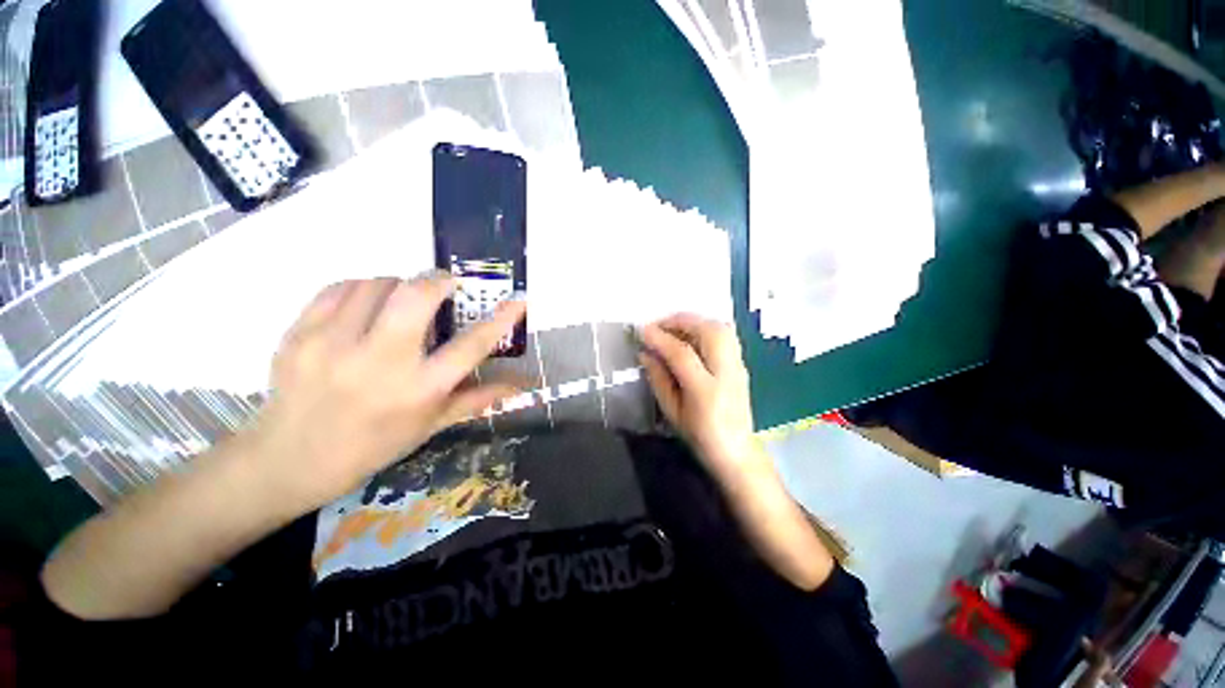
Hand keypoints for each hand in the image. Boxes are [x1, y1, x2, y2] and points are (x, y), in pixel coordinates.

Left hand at [239, 274, 525, 514]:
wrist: (289, 459)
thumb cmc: (373, 445)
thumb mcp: (432, 425)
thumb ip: (478, 398)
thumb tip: (521, 384)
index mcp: (419, 390)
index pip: (472, 345)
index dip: (500, 319)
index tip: (518, 299)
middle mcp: (380, 363)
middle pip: (416, 297)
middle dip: (438, 280)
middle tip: (446, 284)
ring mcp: (333, 345)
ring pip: (377, 283)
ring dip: (399, 284)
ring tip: (400, 301)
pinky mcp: (299, 334)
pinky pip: (340, 288)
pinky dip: (362, 287)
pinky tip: (366, 305)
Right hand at [639, 314, 758, 477]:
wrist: (737, 451)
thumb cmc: (700, 436)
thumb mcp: (672, 411)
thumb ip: (658, 379)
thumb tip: (645, 353)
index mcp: (705, 391)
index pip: (681, 353)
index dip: (659, 338)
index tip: (641, 331)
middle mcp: (727, 372)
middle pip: (708, 330)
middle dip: (680, 321)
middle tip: (658, 326)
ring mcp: (738, 366)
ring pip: (720, 327)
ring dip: (694, 321)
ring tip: (673, 327)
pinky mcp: (742, 364)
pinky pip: (726, 334)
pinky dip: (706, 327)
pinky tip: (691, 335)